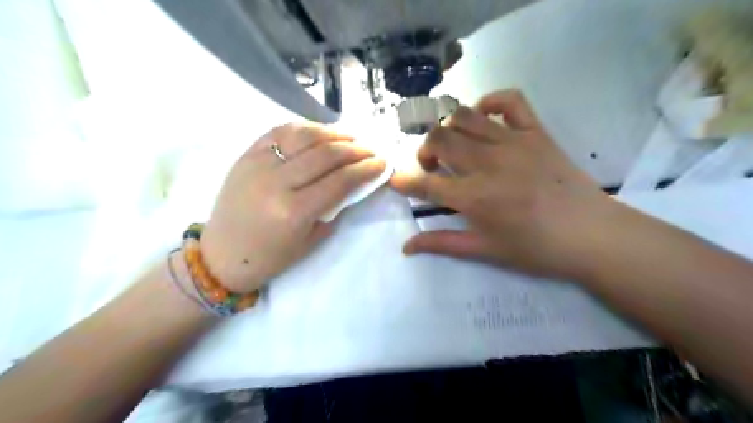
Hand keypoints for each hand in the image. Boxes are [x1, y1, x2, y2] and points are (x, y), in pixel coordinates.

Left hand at [199, 125, 384, 291]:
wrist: (221, 255)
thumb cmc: (270, 258)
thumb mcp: (311, 241)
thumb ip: (335, 208)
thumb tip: (355, 183)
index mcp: (294, 211)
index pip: (340, 181)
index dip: (366, 169)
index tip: (382, 163)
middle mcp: (276, 182)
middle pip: (326, 154)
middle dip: (356, 150)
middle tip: (372, 150)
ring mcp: (258, 164)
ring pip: (304, 135)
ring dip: (334, 133)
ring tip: (351, 139)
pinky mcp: (246, 155)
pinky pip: (280, 131)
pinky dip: (306, 128)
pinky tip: (320, 132)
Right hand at [391, 89, 621, 280]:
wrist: (590, 235)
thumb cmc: (535, 248)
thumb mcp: (484, 250)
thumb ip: (441, 243)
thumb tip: (406, 247)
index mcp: (473, 197)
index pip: (426, 184)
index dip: (405, 182)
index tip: (398, 182)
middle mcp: (486, 163)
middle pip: (439, 139)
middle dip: (425, 150)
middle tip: (432, 166)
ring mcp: (512, 142)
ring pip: (464, 117)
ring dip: (448, 127)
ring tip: (453, 144)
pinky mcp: (536, 131)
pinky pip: (510, 100)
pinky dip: (490, 101)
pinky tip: (483, 116)